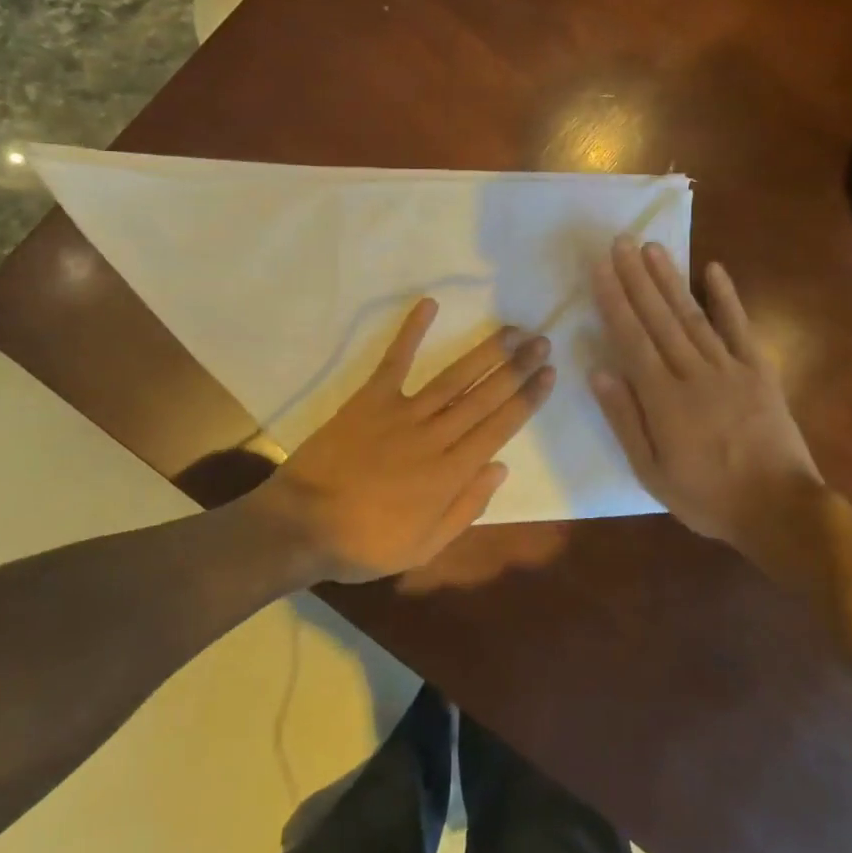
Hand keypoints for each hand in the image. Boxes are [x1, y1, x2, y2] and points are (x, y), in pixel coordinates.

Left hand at [258, 299, 555, 582]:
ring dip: (485, 352)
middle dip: (517, 368)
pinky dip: (411, 332)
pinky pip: (395, 360)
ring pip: (454, 378)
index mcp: (450, 474)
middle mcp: (435, 437)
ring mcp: (402, 413)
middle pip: (485, 397)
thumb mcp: (424, 547)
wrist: (302, 526)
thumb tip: (501, 467)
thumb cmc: (365, 544)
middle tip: (542, 341)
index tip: (549, 373)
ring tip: (511, 329)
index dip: (527, 399)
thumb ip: (466, 508)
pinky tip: (429, 305)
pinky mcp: (370, 399)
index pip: (500, 428)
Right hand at [589, 237, 823, 547]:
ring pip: (693, 315)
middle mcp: (693, 372)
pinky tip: (714, 269)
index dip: (614, 300)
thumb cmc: (707, 497)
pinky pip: (740, 327)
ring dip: (670, 279)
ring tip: (652, 247)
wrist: (779, 509)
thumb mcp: (652, 472)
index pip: (632, 339)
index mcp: (663, 398)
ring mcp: (730, 367)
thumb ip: (625, 420)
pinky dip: (727, 297)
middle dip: (636, 278)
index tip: (601, 268)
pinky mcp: (759, 370)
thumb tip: (599, 371)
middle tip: (621, 241)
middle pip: (659, 318)